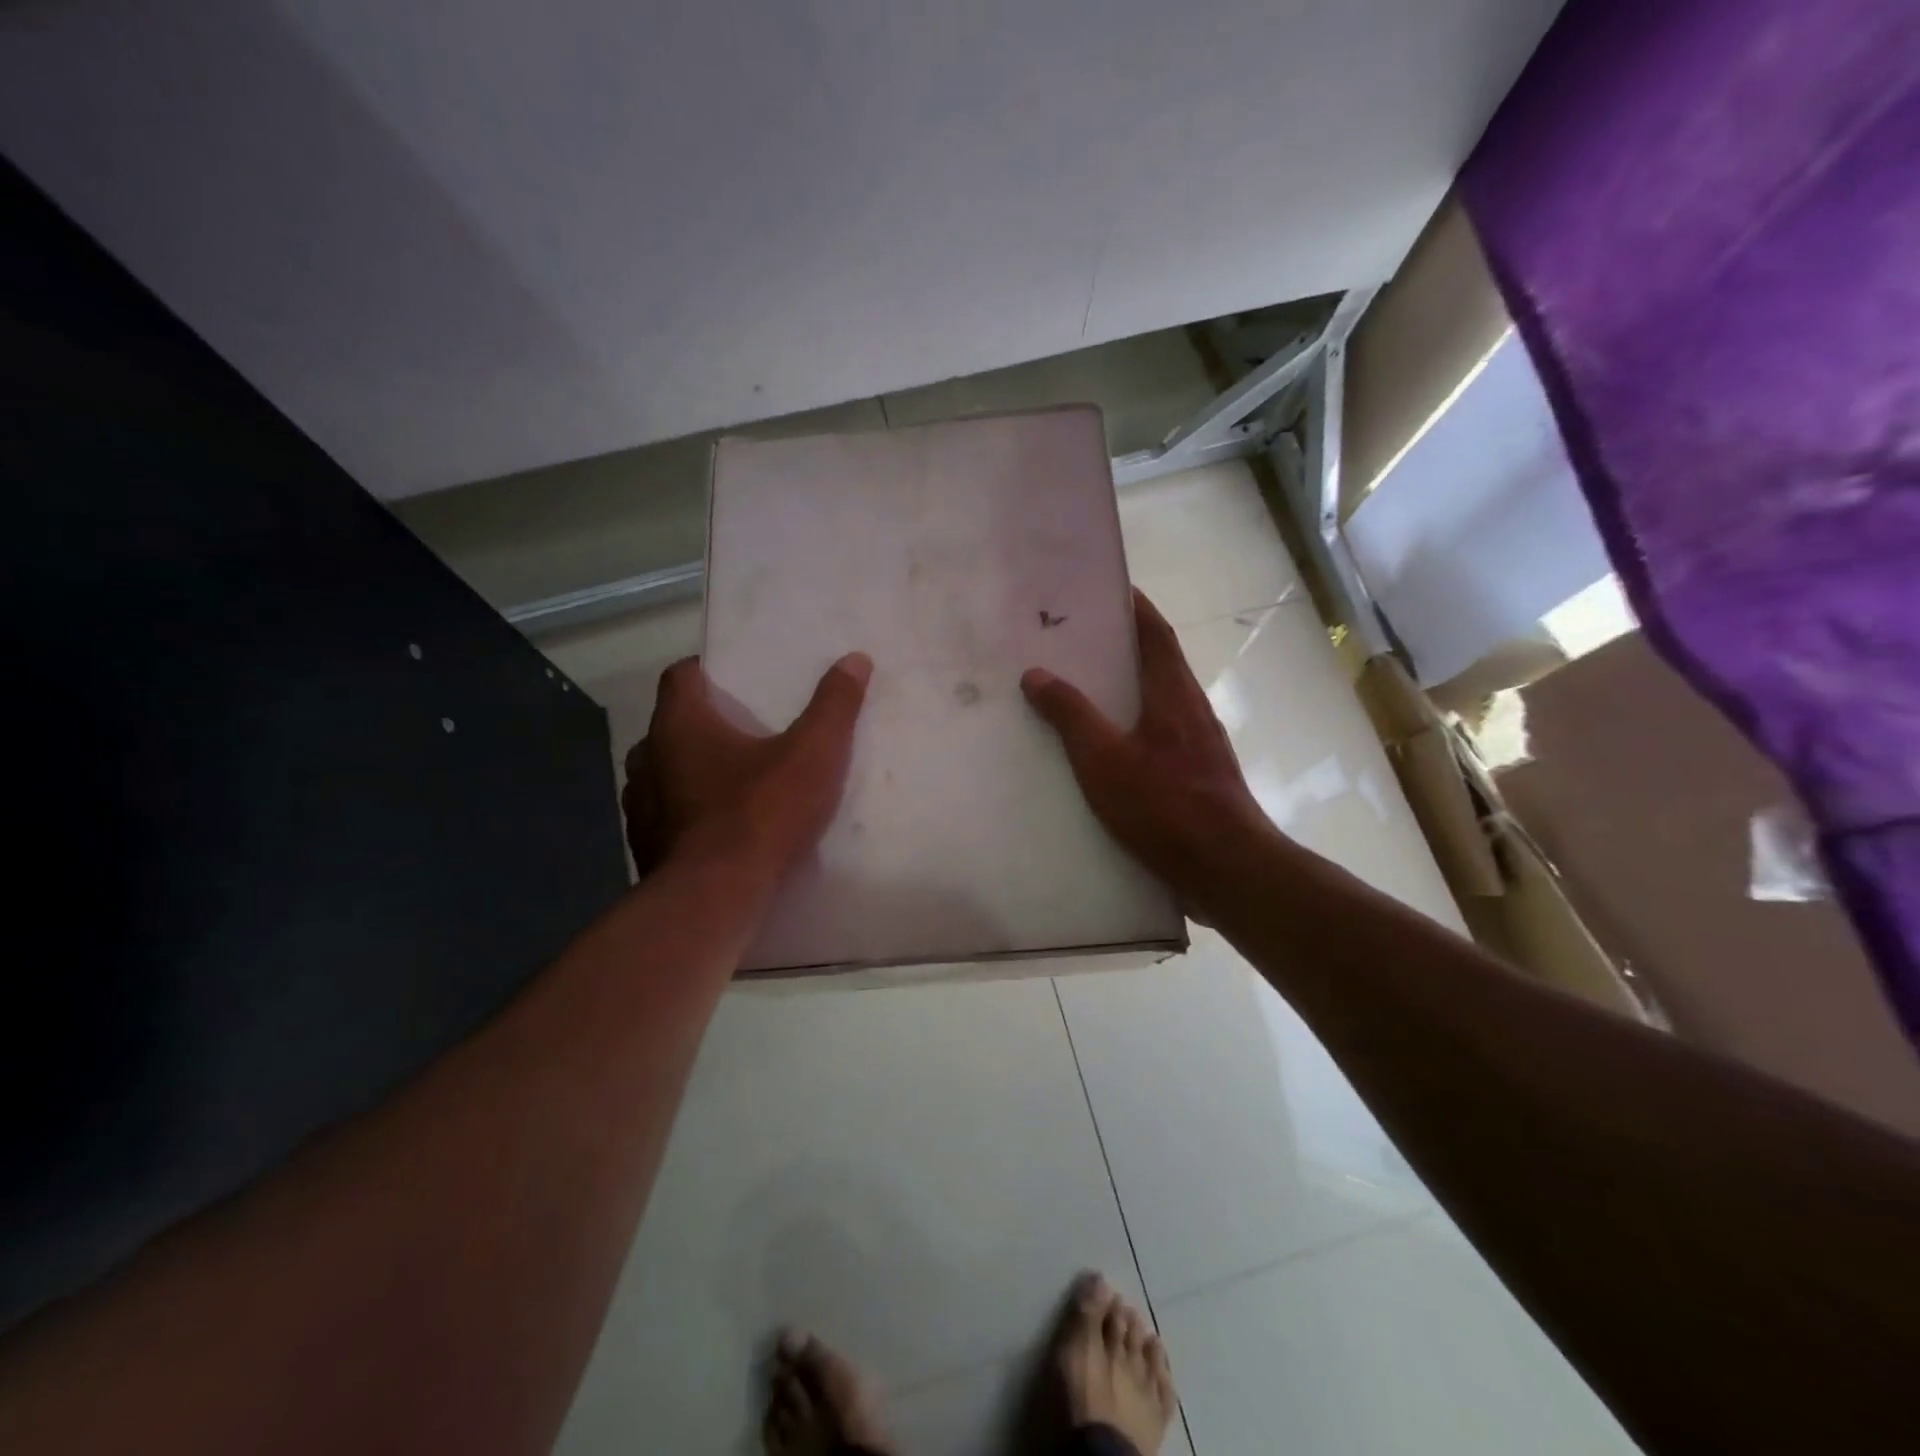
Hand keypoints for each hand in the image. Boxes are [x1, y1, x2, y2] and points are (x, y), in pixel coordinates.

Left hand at [622, 653, 871, 880]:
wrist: (715, 898)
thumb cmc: (761, 813)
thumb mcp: (813, 754)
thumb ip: (833, 705)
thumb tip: (855, 659)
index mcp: (680, 724)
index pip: (680, 675)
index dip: (706, 670)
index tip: (735, 678)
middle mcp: (649, 757)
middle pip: (671, 724)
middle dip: (702, 723)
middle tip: (743, 731)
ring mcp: (640, 805)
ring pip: (662, 771)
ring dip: (689, 769)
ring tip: (730, 780)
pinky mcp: (645, 845)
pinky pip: (665, 814)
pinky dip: (687, 811)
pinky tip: (718, 827)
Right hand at [1022, 589, 1273, 909]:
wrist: (1227, 867)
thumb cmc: (1165, 806)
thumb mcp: (1104, 759)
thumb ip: (1070, 715)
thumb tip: (1036, 674)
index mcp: (1172, 693)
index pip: (1154, 632)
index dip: (1133, 606)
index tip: (1105, 588)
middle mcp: (1191, 708)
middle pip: (1157, 661)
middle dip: (1122, 645)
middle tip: (1077, 639)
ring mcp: (1200, 743)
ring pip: (1159, 699)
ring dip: (1127, 685)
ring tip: (1083, 687)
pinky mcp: (1199, 774)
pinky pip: (1161, 732)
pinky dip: (1133, 723)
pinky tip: (1107, 746)